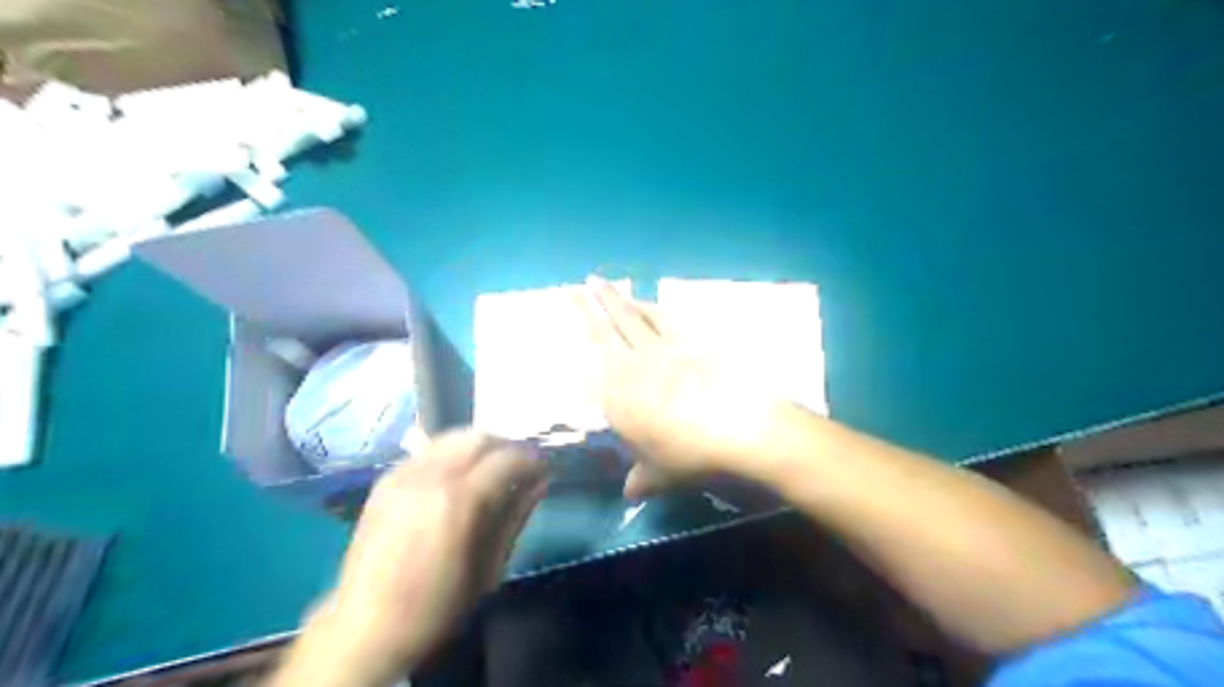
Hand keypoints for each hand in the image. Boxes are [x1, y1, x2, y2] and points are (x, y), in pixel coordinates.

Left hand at [276, 431, 550, 684]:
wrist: (365, 629)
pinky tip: (457, 477)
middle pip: (478, 437)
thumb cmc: (437, 607)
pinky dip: (451, 454)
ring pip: (451, 437)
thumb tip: (541, 482)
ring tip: (491, 468)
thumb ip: (516, 516)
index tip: (544, 468)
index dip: (531, 459)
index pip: (506, 459)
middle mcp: (430, 477)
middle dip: (506, 445)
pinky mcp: (385, 482)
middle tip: (520, 465)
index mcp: (459, 501)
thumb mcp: (490, 568)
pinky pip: (427, 452)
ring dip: (478, 446)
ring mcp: (402, 475)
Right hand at [581, 277, 789, 497]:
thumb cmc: (691, 454)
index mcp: (617, 399)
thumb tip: (630, 493)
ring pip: (630, 317)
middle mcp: (631, 367)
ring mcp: (660, 349)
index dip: (580, 349)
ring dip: (615, 299)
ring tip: (600, 284)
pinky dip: (649, 306)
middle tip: (576, 288)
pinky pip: (662, 317)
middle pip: (605, 332)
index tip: (572, 334)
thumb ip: (641, 480)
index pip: (590, 369)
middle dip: (588, 308)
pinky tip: (644, 301)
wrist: (738, 426)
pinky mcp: (688, 338)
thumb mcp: (661, 475)